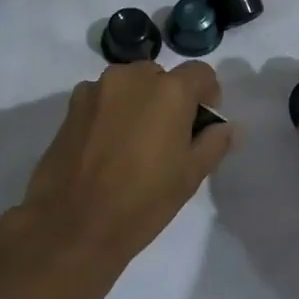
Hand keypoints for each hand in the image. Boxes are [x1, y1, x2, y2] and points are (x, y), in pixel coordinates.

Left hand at [20, 60, 235, 266]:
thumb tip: (227, 127)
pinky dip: (111, 113)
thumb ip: (214, 142)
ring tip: (134, 145)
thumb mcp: (190, 175)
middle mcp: (131, 77)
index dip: (207, 97)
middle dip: (170, 100)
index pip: (201, 73)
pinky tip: (106, 149)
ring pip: (129, 86)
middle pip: (161, 77)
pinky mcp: (70, 107)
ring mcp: (96, 89)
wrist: (73, 225)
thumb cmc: (142, 201)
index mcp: (169, 90)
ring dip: (138, 104)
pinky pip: (102, 100)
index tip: (201, 127)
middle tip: (167, 139)